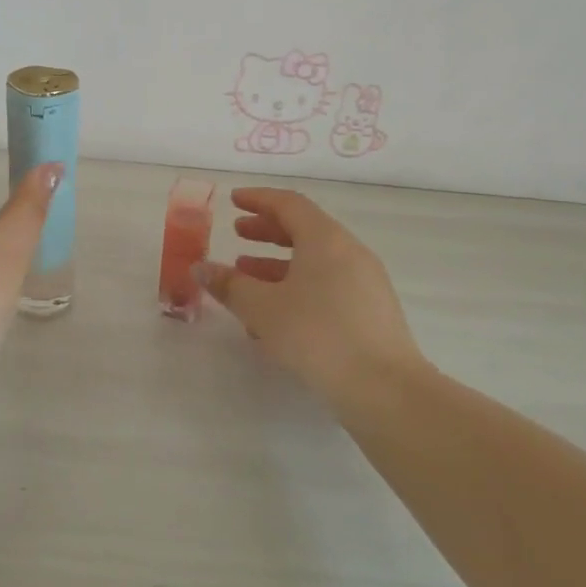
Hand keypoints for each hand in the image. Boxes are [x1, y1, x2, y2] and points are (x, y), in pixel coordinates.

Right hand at [196, 188, 422, 399]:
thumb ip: (230, 285)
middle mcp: (349, 251)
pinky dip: (298, 286)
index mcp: (325, 239)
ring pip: (315, 261)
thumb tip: (201, 268)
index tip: (234, 200)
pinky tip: (275, 316)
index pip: (289, 204)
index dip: (258, 199)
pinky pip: (328, 284)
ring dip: (278, 264)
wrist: (384, 387)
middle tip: (238, 234)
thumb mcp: (262, 308)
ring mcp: (365, 281)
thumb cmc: (317, 335)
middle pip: (304, 229)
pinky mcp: (371, 310)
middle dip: (267, 231)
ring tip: (247, 277)